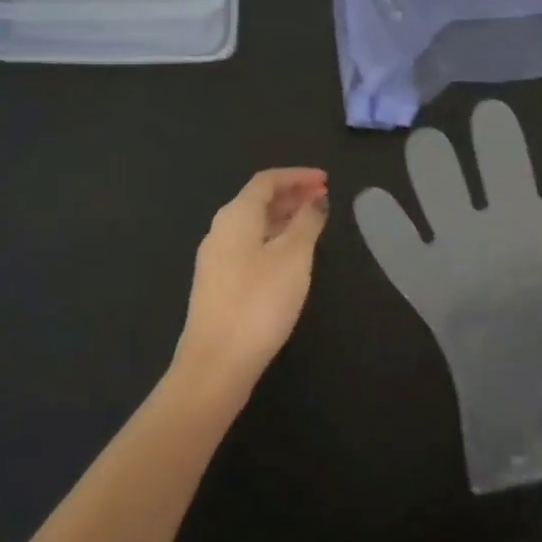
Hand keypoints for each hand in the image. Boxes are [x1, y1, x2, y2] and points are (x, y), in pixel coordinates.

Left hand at [173, 168, 328, 401]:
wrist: (215, 366)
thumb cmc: (258, 302)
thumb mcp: (293, 257)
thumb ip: (307, 222)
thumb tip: (315, 200)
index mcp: (236, 215)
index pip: (267, 181)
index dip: (297, 176)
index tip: (326, 180)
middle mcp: (220, 230)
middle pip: (258, 200)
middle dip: (292, 195)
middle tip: (323, 199)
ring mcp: (215, 259)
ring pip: (253, 225)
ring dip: (283, 218)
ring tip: (313, 225)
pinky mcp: (217, 285)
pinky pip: (249, 246)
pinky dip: (273, 239)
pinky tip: (290, 258)